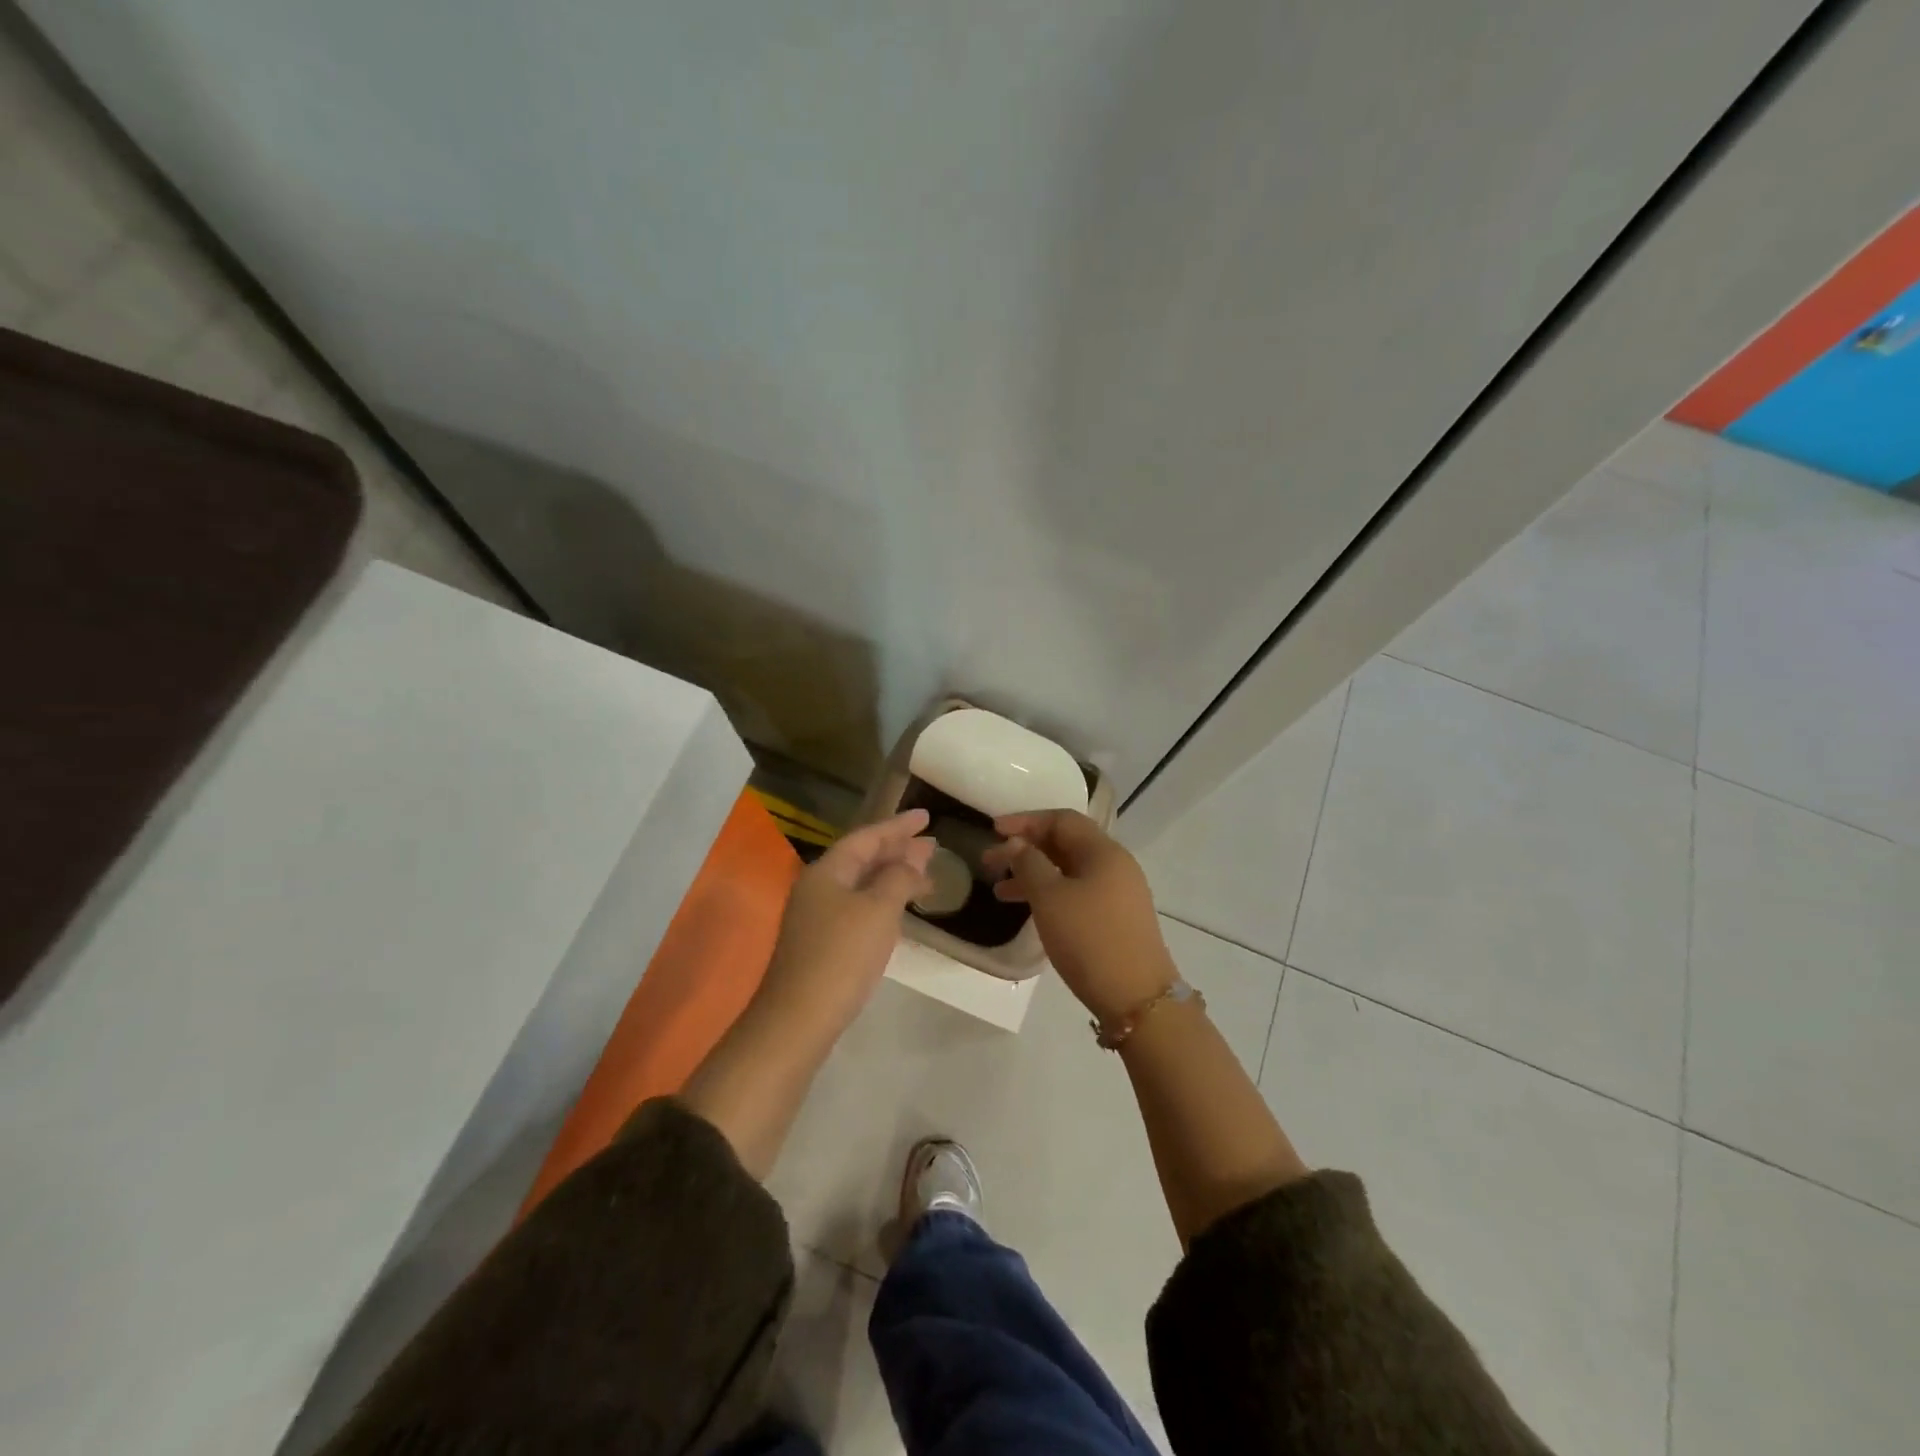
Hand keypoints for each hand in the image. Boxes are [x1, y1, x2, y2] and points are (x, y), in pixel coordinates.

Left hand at [752, 809, 935, 1038]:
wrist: (798, 1020)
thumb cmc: (841, 957)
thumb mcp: (878, 910)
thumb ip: (899, 878)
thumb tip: (913, 858)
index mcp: (827, 871)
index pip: (867, 837)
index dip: (898, 825)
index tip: (927, 816)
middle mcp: (818, 887)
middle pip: (862, 858)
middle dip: (898, 850)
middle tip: (932, 846)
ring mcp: (816, 916)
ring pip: (861, 884)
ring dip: (892, 877)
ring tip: (926, 877)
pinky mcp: (821, 942)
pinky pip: (858, 906)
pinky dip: (882, 900)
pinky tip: (899, 910)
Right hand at [982, 810, 1176, 1023]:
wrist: (1139, 999)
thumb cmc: (1090, 940)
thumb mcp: (1050, 898)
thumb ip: (1029, 864)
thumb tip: (1018, 843)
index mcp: (1103, 851)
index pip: (1062, 820)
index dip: (1026, 821)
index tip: (993, 830)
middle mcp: (1115, 865)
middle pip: (1065, 844)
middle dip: (1026, 849)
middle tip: (989, 863)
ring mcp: (1119, 893)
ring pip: (1069, 871)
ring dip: (1034, 875)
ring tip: (1000, 892)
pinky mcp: (1117, 919)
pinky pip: (1078, 893)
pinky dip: (1051, 894)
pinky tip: (1031, 910)